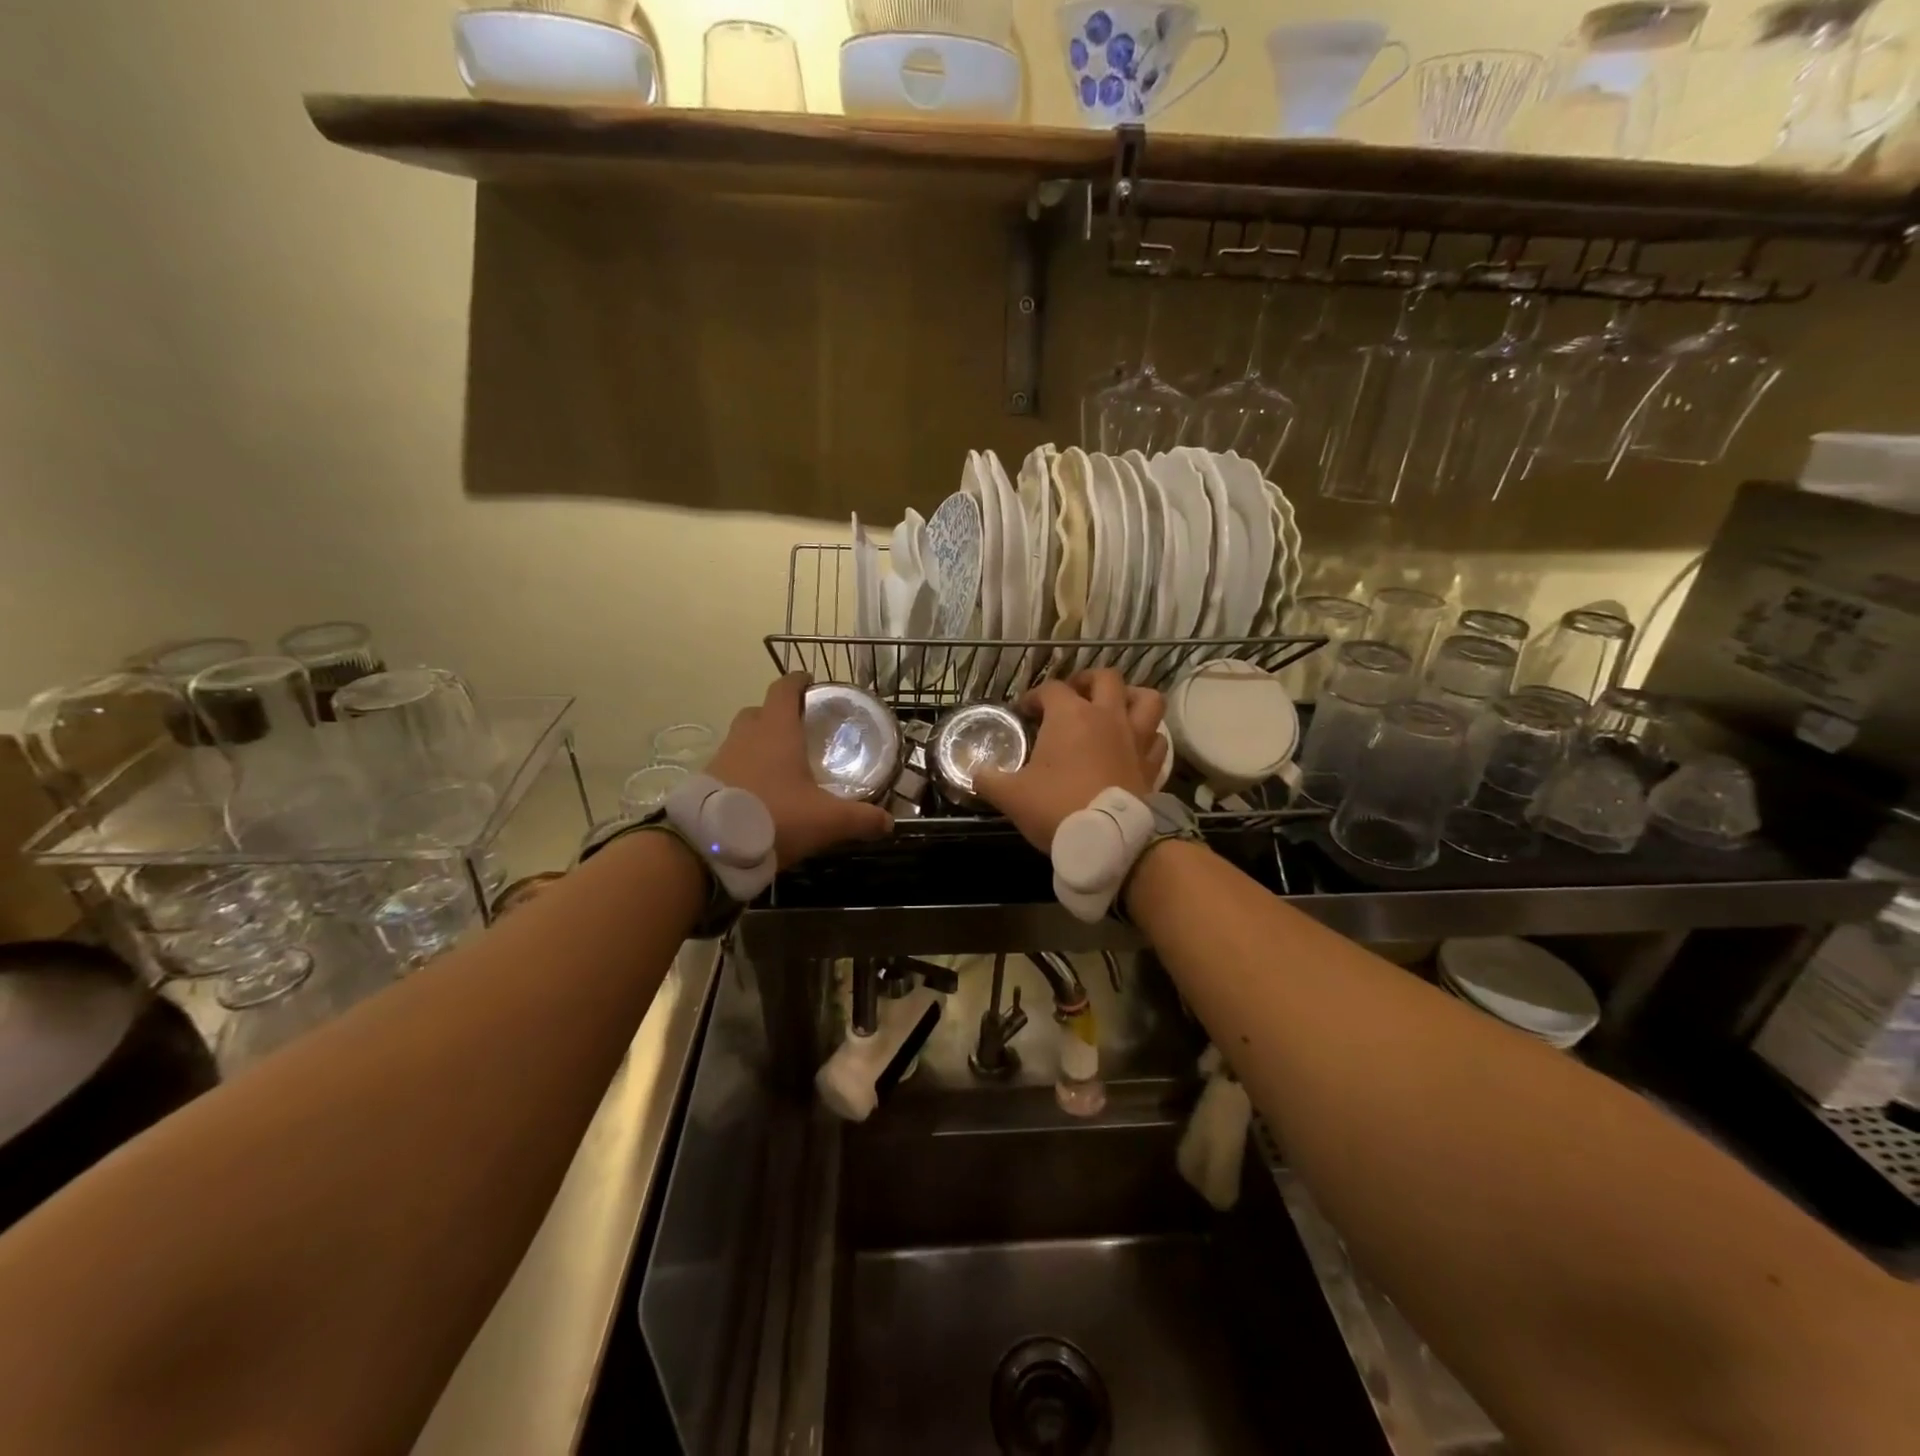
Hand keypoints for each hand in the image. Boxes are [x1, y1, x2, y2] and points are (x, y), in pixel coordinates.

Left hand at [709, 673, 892, 867]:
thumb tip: (890, 823)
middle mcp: (746, 735)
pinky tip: (757, 793)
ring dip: (757, 744)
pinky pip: (728, 765)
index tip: (809, 681)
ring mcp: (721, 757)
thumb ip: (860, 819)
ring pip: (741, 738)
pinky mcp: (705, 781)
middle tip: (797, 730)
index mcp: (777, 730)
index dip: (797, 681)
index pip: (784, 689)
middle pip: (759, 711)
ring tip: (778, 765)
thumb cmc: (775, 816)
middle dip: (777, 714)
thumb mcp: (827, 821)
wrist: (710, 844)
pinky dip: (743, 771)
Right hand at [975, 669, 1165, 852]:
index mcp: (1071, 716)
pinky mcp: (1152, 765)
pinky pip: (1157, 739)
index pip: (1051, 689)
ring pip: (1147, 699)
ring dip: (1131, 698)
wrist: (1107, 840)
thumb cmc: (1056, 807)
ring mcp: (1136, 738)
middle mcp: (1108, 717)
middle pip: (1106, 678)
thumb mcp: (1010, 795)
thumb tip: (976, 773)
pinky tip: (1134, 746)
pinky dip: (1147, 737)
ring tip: (1115, 709)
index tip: (1023, 712)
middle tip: (1074, 696)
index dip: (1034, 696)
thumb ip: (989, 779)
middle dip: (1087, 681)